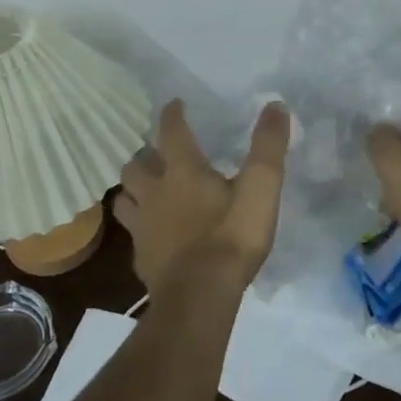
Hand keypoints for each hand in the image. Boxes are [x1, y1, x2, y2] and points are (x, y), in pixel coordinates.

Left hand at [114, 99, 290, 295]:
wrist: (199, 296)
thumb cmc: (231, 238)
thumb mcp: (260, 190)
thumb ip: (268, 148)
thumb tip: (275, 105)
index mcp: (182, 172)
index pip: (171, 131)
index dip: (173, 115)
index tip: (175, 104)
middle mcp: (154, 192)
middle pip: (136, 164)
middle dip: (145, 155)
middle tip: (158, 154)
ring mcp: (142, 226)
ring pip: (125, 197)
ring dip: (133, 188)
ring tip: (146, 189)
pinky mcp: (140, 256)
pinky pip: (132, 232)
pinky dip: (139, 225)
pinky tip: (150, 233)